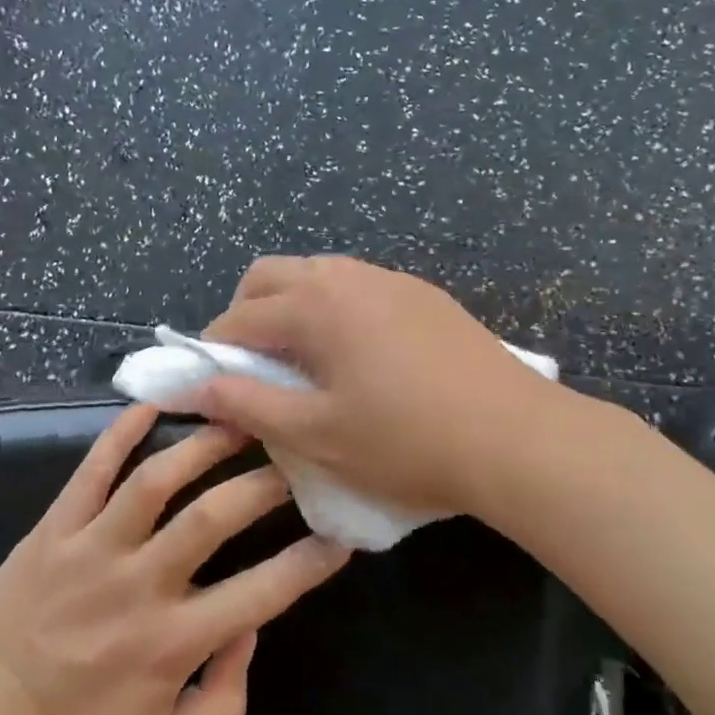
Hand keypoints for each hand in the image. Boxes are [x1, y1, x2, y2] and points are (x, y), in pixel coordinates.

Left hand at [0, 404, 349, 714]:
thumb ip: (224, 700)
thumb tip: (249, 630)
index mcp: (172, 642)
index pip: (261, 594)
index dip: (310, 562)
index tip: (341, 534)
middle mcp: (140, 584)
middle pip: (214, 517)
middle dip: (265, 482)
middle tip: (294, 457)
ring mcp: (94, 548)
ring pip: (156, 480)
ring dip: (204, 443)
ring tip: (239, 417)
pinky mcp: (56, 527)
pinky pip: (92, 469)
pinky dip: (122, 432)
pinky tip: (155, 404)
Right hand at [195, 256, 572, 521]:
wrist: (514, 436)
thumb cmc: (406, 441)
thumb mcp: (317, 434)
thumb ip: (250, 406)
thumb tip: (199, 387)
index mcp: (315, 306)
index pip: (240, 317)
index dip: (214, 350)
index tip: (210, 384)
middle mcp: (348, 277)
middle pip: (272, 274)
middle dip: (246, 311)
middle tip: (251, 364)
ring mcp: (392, 280)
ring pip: (319, 273)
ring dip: (293, 305)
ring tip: (302, 358)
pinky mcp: (425, 295)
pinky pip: (359, 285)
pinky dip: (335, 307)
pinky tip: (356, 352)